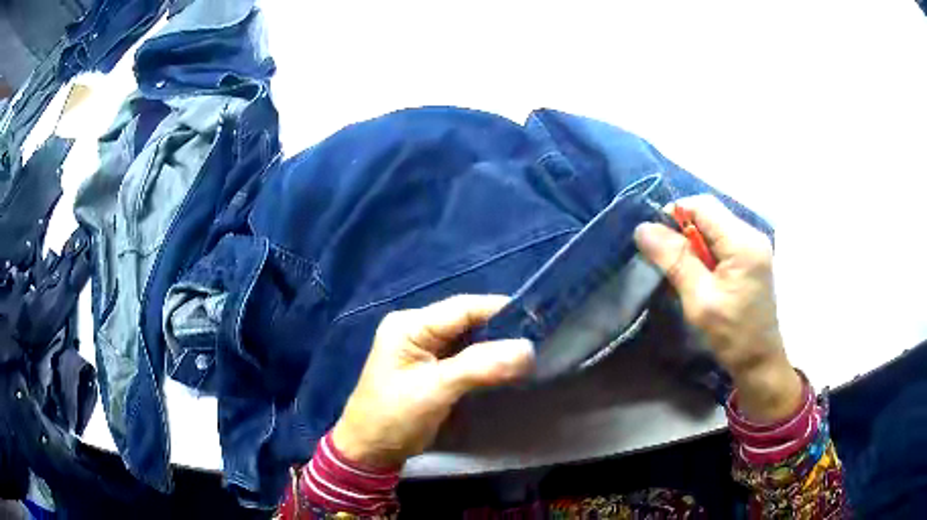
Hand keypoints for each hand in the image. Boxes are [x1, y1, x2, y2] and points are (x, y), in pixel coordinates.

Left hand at [332, 295, 534, 468]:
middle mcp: (416, 330)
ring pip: (468, 339)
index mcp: (410, 325)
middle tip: (536, 340)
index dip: (499, 311)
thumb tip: (528, 348)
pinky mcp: (431, 368)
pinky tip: (505, 367)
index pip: (462, 307)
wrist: (370, 450)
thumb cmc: (395, 416)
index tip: (536, 320)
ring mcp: (423, 349)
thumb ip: (480, 366)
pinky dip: (484, 361)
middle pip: (467, 321)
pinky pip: (464, 356)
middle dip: (500, 330)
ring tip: (526, 354)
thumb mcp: (436, 390)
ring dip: (494, 347)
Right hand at [634, 195, 801, 422]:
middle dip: (684, 231)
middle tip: (668, 261)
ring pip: (714, 227)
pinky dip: (705, 252)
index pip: (703, 206)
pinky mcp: (752, 258)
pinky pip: (722, 242)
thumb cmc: (732, 334)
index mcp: (743, 242)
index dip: (675, 214)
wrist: (759, 362)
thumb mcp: (700, 300)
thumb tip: (643, 228)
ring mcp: (754, 246)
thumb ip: (675, 261)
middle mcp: (751, 235)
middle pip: (710, 214)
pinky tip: (699, 275)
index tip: (656, 241)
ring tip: (682, 271)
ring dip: (693, 243)